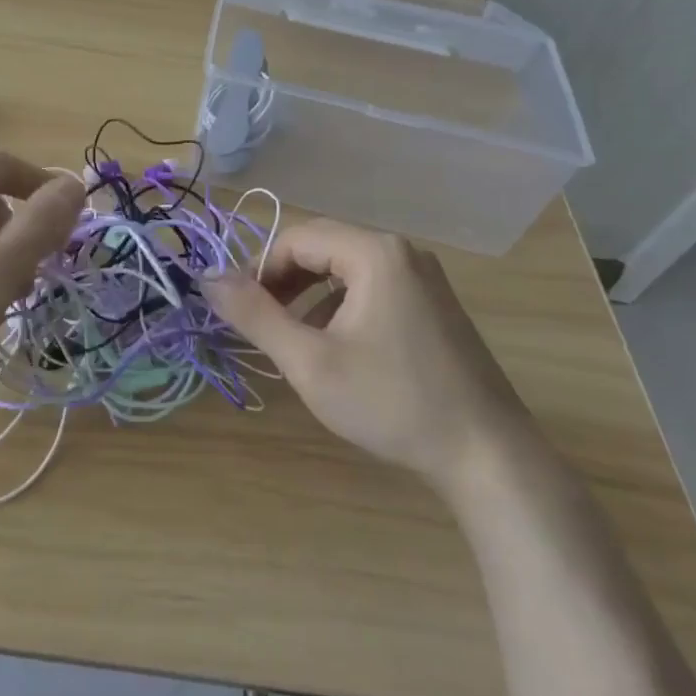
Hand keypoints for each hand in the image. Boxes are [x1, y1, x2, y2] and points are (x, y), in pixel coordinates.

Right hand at [201, 219, 534, 494]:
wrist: (488, 457)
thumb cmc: (392, 403)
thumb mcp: (310, 361)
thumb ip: (254, 314)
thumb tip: (207, 277)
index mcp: (374, 252)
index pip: (296, 239)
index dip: (259, 270)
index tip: (239, 311)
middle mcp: (402, 251)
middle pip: (322, 247)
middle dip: (283, 281)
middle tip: (261, 323)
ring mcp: (424, 277)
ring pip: (345, 268)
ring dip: (309, 294)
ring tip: (292, 337)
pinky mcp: (434, 304)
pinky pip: (372, 286)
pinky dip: (340, 305)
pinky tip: (336, 347)